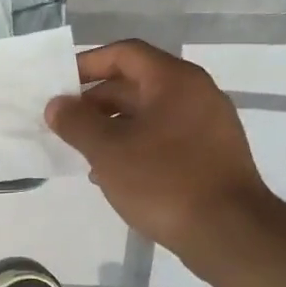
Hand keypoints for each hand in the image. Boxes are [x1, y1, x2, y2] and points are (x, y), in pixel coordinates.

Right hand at [45, 40, 276, 262]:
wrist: (228, 232)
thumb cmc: (164, 181)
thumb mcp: (108, 150)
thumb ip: (76, 122)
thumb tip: (57, 105)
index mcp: (174, 81)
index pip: (124, 54)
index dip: (87, 64)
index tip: (58, 85)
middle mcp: (196, 93)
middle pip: (136, 83)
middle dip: (95, 102)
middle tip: (64, 124)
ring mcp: (207, 125)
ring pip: (148, 114)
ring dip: (112, 127)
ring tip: (83, 152)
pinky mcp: (210, 154)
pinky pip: (163, 137)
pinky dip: (134, 146)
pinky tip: (113, 175)